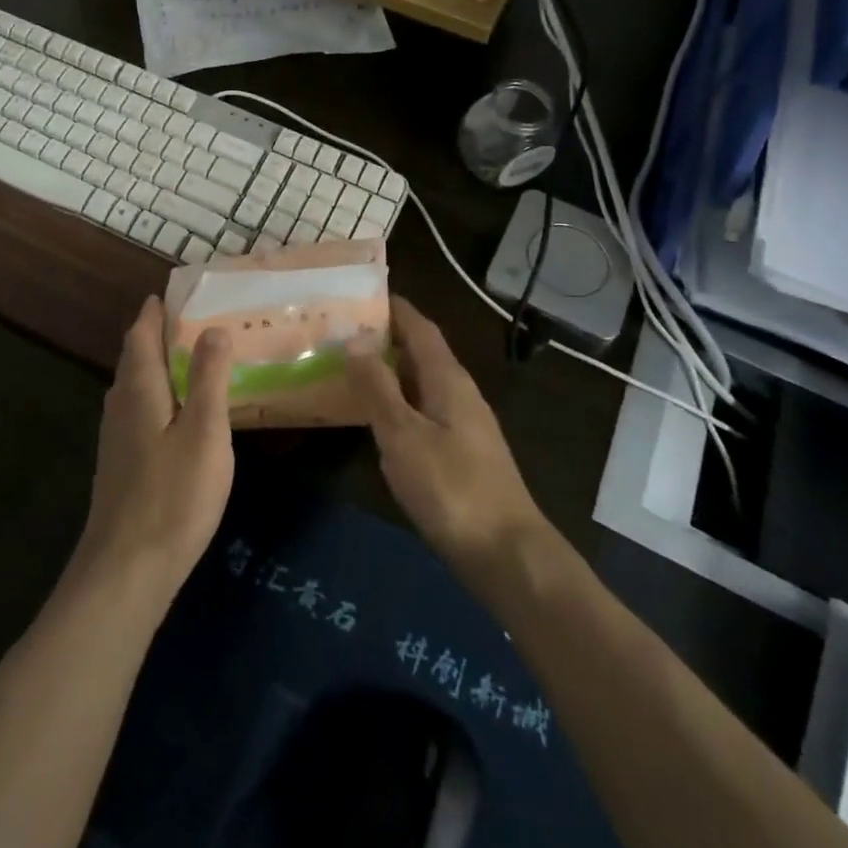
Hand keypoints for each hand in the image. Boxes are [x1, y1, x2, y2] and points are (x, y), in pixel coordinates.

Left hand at [72, 298, 234, 610]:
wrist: (126, 571)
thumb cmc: (173, 495)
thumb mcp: (205, 431)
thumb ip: (209, 377)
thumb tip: (212, 328)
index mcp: (140, 390)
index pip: (141, 336)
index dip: (153, 313)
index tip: (168, 294)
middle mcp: (120, 407)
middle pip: (134, 359)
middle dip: (155, 336)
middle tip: (188, 322)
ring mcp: (115, 439)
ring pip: (134, 388)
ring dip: (155, 366)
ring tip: (186, 360)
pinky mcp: (120, 466)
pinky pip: (136, 412)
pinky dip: (156, 396)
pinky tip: (174, 414)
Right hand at [347, 297, 549, 587]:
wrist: (507, 554)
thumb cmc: (451, 488)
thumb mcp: (403, 435)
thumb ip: (378, 387)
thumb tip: (355, 339)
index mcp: (448, 379)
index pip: (420, 327)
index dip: (394, 308)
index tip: (360, 293)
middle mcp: (460, 393)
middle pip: (421, 353)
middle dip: (385, 338)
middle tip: (341, 332)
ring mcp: (464, 425)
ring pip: (421, 384)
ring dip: (389, 372)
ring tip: (349, 369)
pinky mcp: (462, 454)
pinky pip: (423, 412)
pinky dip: (397, 404)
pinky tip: (376, 420)